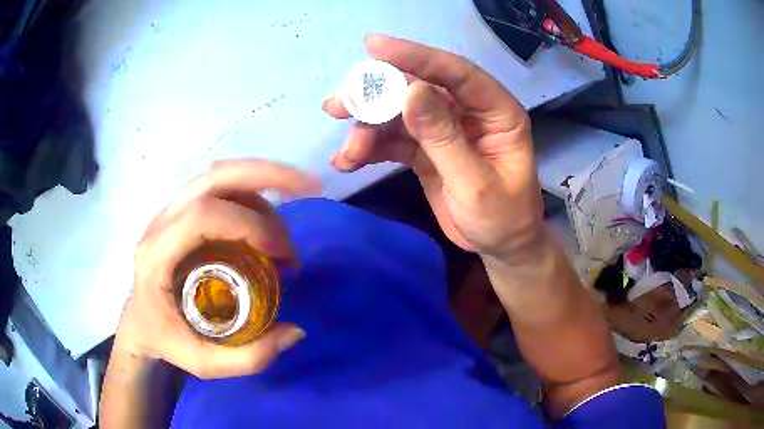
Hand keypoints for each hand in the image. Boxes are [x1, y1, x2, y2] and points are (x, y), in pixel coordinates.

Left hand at [115, 160, 317, 378]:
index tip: (282, 254)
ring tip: (285, 231)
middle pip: (214, 178)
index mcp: (156, 256)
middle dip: (267, 175)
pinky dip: (252, 195)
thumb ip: (250, 357)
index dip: (247, 224)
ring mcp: (170, 212)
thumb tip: (296, 330)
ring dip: (263, 187)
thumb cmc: (165, 341)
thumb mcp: (204, 363)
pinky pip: (220, 189)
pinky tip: (268, 223)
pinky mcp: (181, 212)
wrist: (140, 323)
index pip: (200, 217)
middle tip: (309, 187)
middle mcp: (161, 222)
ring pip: (219, 177)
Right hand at [323, 35, 543, 260]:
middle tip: (338, 103)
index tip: (374, 47)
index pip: (455, 73)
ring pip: (398, 114)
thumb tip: (411, 92)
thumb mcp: (475, 184)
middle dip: (376, 95)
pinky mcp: (425, 148)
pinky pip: (393, 139)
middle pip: (418, 88)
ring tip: (345, 151)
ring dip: (366, 127)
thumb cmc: (502, 218)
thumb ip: (444, 138)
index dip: (415, 57)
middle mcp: (468, 111)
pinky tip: (348, 162)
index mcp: (496, 111)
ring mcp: (444, 128)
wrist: (499, 247)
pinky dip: (370, 148)